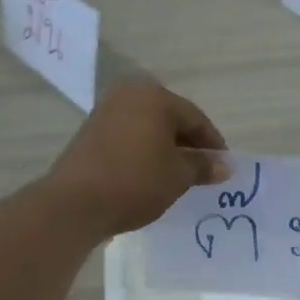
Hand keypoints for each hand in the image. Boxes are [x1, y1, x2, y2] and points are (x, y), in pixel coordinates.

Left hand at [43, 82, 227, 238]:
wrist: (75, 203)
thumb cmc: (136, 182)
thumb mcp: (178, 176)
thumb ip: (203, 165)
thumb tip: (224, 165)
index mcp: (155, 97)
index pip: (195, 118)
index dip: (212, 143)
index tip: (223, 166)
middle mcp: (129, 95)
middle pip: (170, 118)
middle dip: (188, 144)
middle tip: (202, 170)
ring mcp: (105, 112)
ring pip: (148, 128)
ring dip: (165, 148)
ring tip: (177, 175)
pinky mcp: (90, 132)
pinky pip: (128, 137)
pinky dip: (143, 151)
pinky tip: (149, 174)